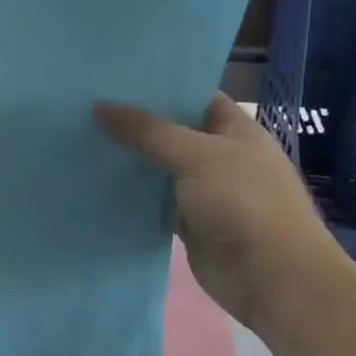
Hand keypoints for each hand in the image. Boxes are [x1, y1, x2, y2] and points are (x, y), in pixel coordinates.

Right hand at [97, 93, 345, 332]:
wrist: (273, 279)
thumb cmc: (245, 203)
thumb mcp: (197, 156)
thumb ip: (148, 131)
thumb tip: (100, 106)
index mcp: (235, 129)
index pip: (193, 95)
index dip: (158, 85)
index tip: (115, 76)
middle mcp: (220, 156)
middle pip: (172, 131)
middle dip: (135, 121)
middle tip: (86, 104)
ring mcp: (205, 191)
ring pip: (160, 167)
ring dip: (130, 159)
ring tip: (82, 137)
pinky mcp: (190, 223)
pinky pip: (155, 202)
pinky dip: (132, 195)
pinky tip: (96, 181)